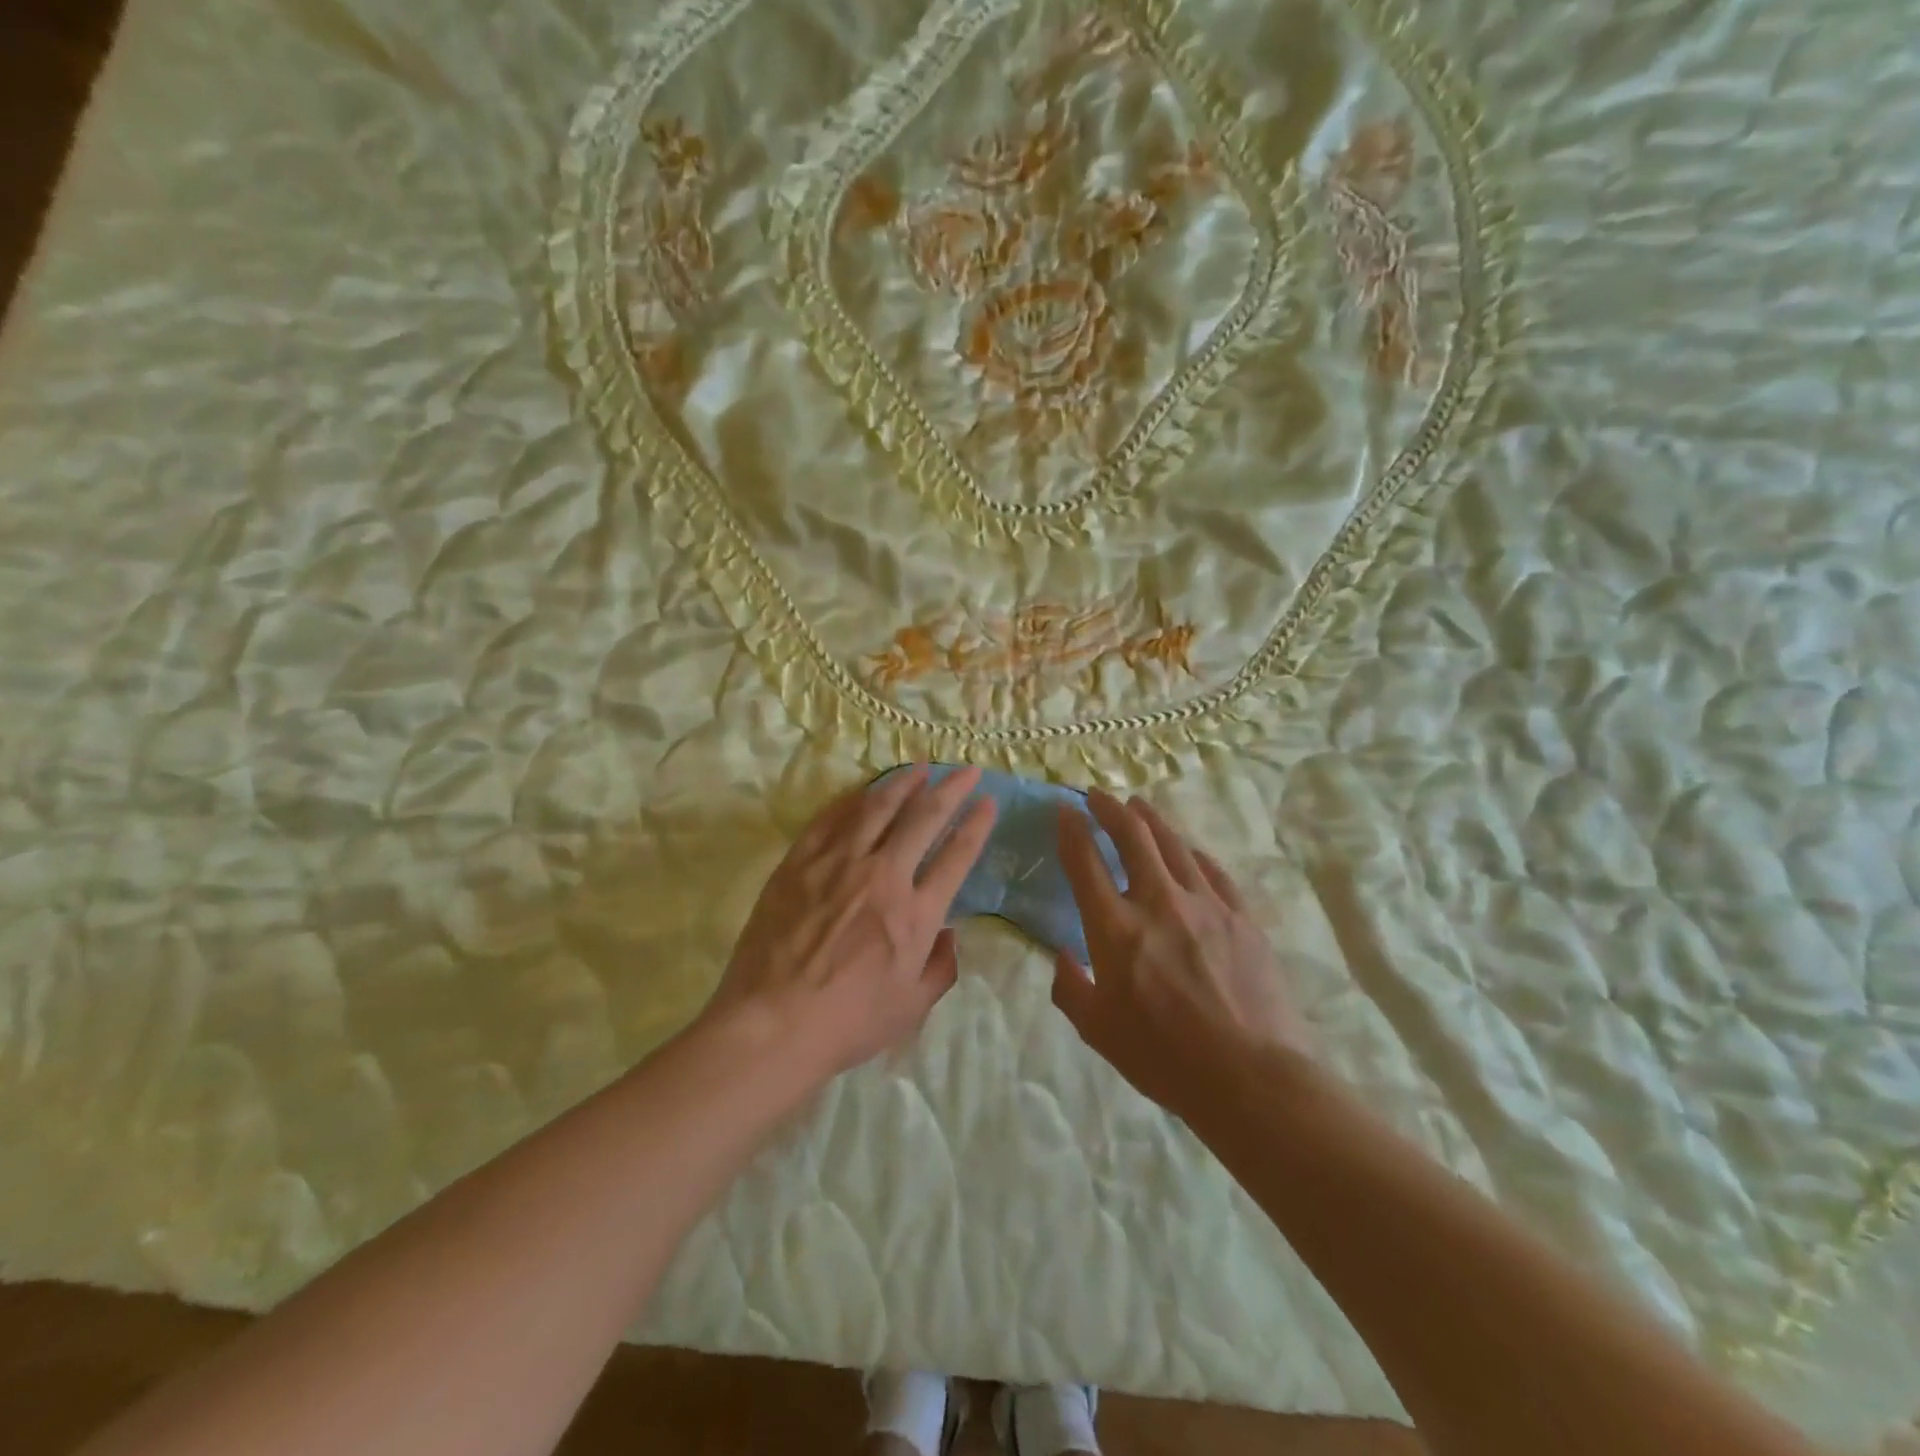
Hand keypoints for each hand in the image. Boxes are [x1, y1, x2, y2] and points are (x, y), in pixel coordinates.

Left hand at [706, 765, 996, 1082]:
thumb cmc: (847, 1023)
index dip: (977, 824)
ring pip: (878, 808)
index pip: (957, 855)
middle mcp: (883, 876)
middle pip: (924, 818)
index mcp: (916, 914)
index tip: (988, 800)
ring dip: (903, 784)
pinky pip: (831, 819)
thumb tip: (950, 934)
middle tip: (967, 770)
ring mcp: (838, 864)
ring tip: (919, 768)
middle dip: (951, 789)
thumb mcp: (911, 1008)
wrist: (772, 1024)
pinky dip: (853, 799)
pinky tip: (864, 791)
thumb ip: (941, 968)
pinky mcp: (800, 862)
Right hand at [1052, 791, 1311, 1118]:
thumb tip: (1063, 956)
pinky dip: (1193, 853)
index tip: (1064, 809)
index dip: (1071, 829)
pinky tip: (1188, 850)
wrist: (1251, 1077)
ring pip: (1173, 844)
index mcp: (1115, 929)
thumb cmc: (1164, 1058)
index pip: (1085, 861)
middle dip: (1109, 808)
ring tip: (1138, 806)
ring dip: (1150, 820)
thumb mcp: (1098, 1031)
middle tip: (1098, 796)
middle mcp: (1158, 902)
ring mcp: (1205, 904)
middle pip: (1132, 836)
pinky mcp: (1241, 916)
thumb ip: (1071, 988)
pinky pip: (1213, 871)